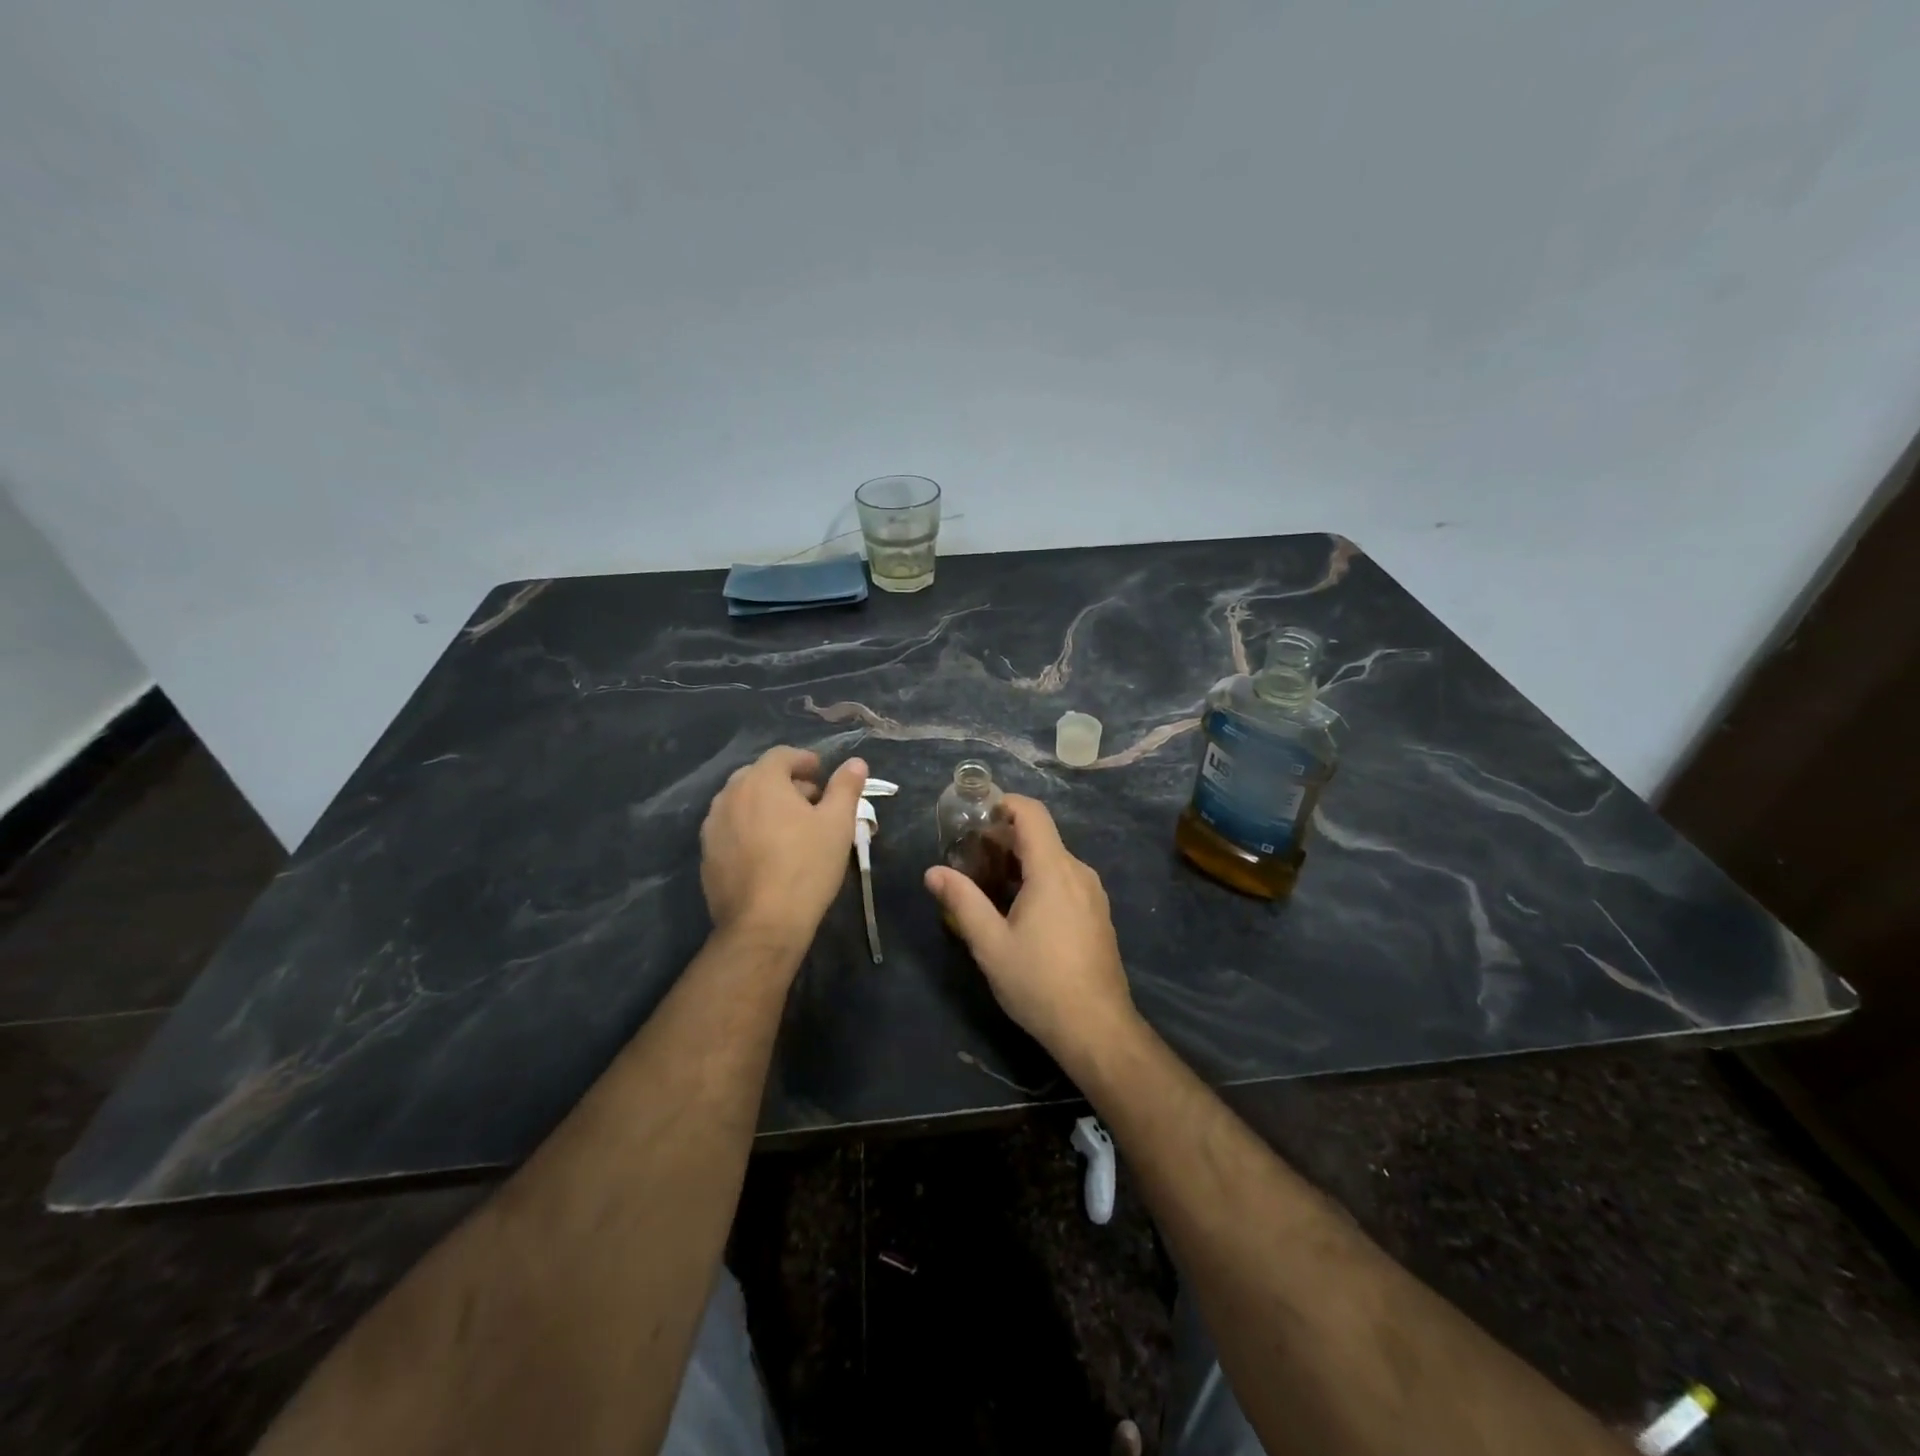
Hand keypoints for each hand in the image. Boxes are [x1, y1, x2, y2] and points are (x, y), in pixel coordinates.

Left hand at [701, 747, 867, 949]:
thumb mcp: (838, 824)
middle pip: (759, 776)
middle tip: (811, 802)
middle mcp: (729, 795)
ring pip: (742, 803)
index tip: (822, 774)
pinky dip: (749, 829)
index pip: (782, 755)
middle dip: (786, 783)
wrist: (763, 924)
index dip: (804, 760)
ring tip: (790, 828)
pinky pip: (731, 829)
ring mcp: (712, 826)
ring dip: (766, 806)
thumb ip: (846, 787)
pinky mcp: (707, 855)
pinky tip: (768, 853)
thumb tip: (856, 762)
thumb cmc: (806, 866)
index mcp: (761, 781)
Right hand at [923, 795, 1135, 1063]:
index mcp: (1053, 870)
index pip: (1032, 813)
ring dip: (1020, 861)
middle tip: (968, 855)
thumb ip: (962, 902)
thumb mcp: (991, 944)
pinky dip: (1038, 879)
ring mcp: (1092, 893)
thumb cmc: (1039, 982)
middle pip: (1041, 836)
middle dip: (1003, 837)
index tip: (975, 814)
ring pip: (1053, 859)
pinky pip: (1065, 880)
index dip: (1004, 804)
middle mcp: (1078, 872)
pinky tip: (1017, 908)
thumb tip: (933, 872)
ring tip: (987, 882)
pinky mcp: (1096, 913)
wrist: (1097, 1028)